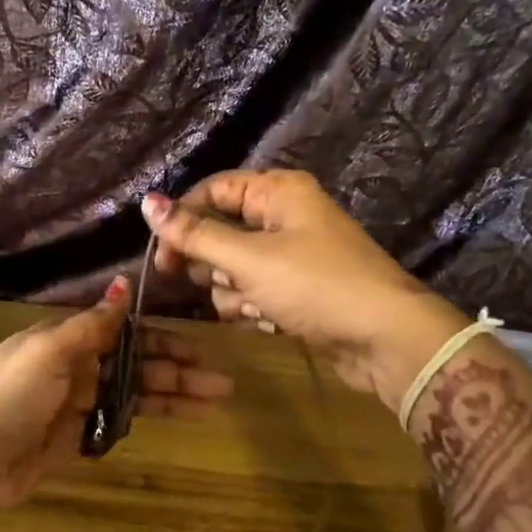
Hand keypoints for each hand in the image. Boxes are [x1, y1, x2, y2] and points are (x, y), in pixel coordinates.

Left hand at [0, 275, 232, 515]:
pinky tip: (180, 419)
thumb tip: (124, 283)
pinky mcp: (79, 437)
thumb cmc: (8, 395)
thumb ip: (92, 324)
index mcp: (70, 340)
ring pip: (137, 395)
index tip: (202, 345)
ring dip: (175, 396)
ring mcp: (81, 403)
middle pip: (139, 365)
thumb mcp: (49, 351)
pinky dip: (149, 419)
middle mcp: (80, 367)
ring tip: (215, 403)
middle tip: (223, 382)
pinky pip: (121, 422)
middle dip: (180, 371)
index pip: (128, 333)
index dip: (165, 339)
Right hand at [141, 171, 469, 406]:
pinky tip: (272, 322)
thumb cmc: (316, 286)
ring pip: (233, 269)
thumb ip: (195, 234)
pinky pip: (255, 292)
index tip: (163, 259)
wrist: (385, 339)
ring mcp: (292, 255)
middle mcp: (284, 217)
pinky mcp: (296, 290)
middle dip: (215, 266)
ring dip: (235, 293)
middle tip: (224, 283)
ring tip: (259, 307)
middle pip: (220, 232)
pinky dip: (255, 308)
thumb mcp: (249, 259)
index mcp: (278, 192)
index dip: (183, 221)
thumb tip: (147, 202)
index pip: (212, 192)